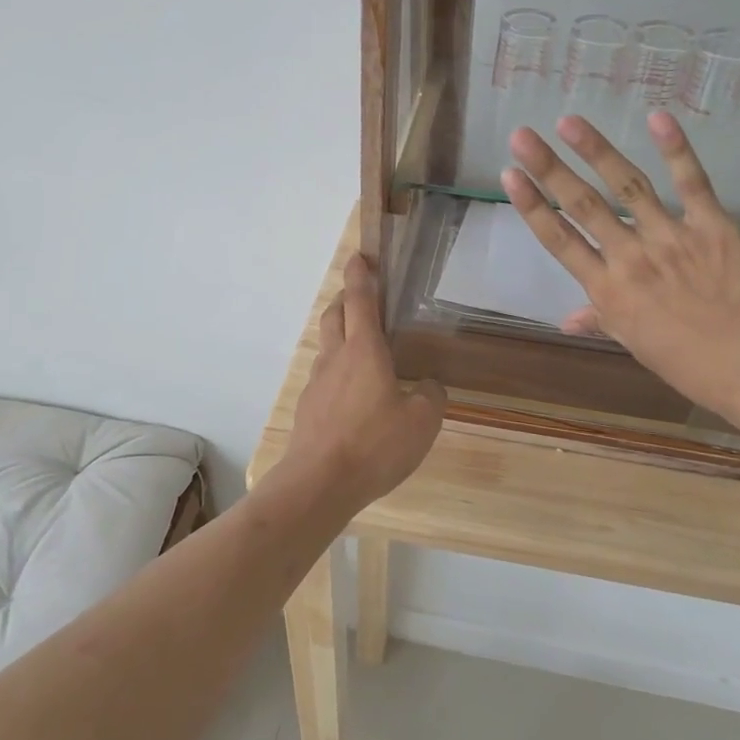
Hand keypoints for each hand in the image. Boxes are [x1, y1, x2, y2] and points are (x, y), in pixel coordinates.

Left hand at [274, 253, 444, 514]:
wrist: (319, 482)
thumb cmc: (375, 445)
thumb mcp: (421, 422)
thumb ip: (430, 397)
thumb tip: (428, 385)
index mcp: (364, 351)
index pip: (362, 300)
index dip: (361, 275)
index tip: (360, 256)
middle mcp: (336, 358)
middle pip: (335, 315)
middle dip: (347, 299)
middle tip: (363, 297)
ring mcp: (317, 383)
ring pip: (327, 345)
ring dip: (340, 334)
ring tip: (362, 347)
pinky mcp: (308, 408)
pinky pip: (324, 376)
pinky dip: (338, 370)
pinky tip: (353, 394)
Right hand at [500, 113, 739, 419]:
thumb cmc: (685, 360)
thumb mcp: (632, 342)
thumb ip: (598, 320)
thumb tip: (566, 320)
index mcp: (607, 289)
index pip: (559, 240)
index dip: (532, 206)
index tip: (510, 176)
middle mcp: (630, 257)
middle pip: (583, 206)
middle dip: (549, 169)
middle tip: (522, 136)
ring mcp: (671, 238)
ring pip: (628, 186)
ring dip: (596, 151)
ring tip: (569, 121)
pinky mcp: (711, 227)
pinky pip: (692, 183)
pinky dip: (676, 149)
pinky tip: (657, 117)